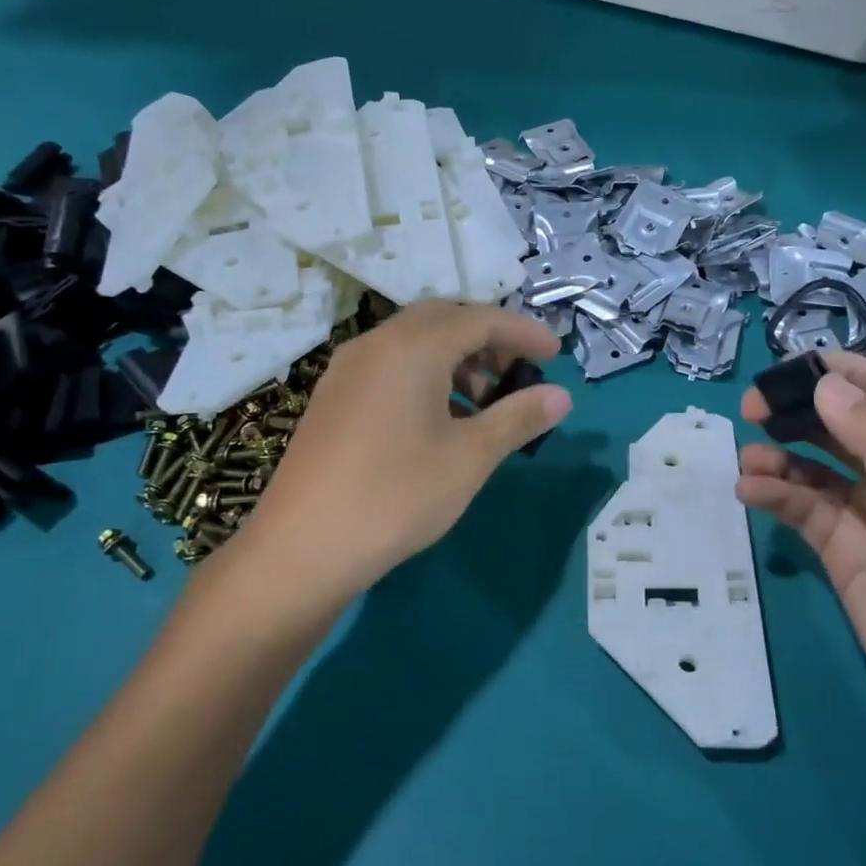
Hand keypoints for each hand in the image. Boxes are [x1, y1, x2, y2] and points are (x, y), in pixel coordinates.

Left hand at [235, 300, 571, 596]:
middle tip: (519, 372)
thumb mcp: (470, 457)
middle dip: (488, 339)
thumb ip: (518, 418)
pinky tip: (442, 420)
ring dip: (457, 359)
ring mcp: (348, 369)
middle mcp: (376, 344)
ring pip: (414, 343)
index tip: (556, 354)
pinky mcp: (334, 397)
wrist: (303, 548)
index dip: (523, 332)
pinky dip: (427, 376)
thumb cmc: (397, 495)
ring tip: (486, 403)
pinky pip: (391, 366)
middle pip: (444, 320)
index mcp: (412, 347)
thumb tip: (562, 396)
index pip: (480, 318)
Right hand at [738, 352, 865, 736]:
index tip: (791, 368)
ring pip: (816, 470)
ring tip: (747, 461)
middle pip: (843, 426)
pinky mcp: (844, 554)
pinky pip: (805, 512)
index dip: (843, 372)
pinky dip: (777, 497)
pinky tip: (751, 493)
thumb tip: (825, 383)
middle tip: (752, 410)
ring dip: (781, 459)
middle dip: (800, 413)